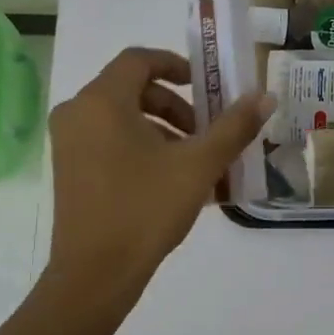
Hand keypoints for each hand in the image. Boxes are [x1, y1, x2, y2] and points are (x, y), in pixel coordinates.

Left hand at [45, 47, 272, 297]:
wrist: (94, 275)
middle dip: (175, 106)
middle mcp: (77, 112)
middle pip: (132, 89)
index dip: (176, 65)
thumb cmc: (145, 210)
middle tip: (205, 133)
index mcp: (102, 100)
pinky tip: (170, 181)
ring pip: (121, 117)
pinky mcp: (68, 168)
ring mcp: (68, 142)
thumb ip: (233, 127)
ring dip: (161, 129)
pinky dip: (140, 147)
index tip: (205, 86)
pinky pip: (108, 140)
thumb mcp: (198, 166)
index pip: (139, 59)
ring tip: (194, 163)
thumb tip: (265, 97)